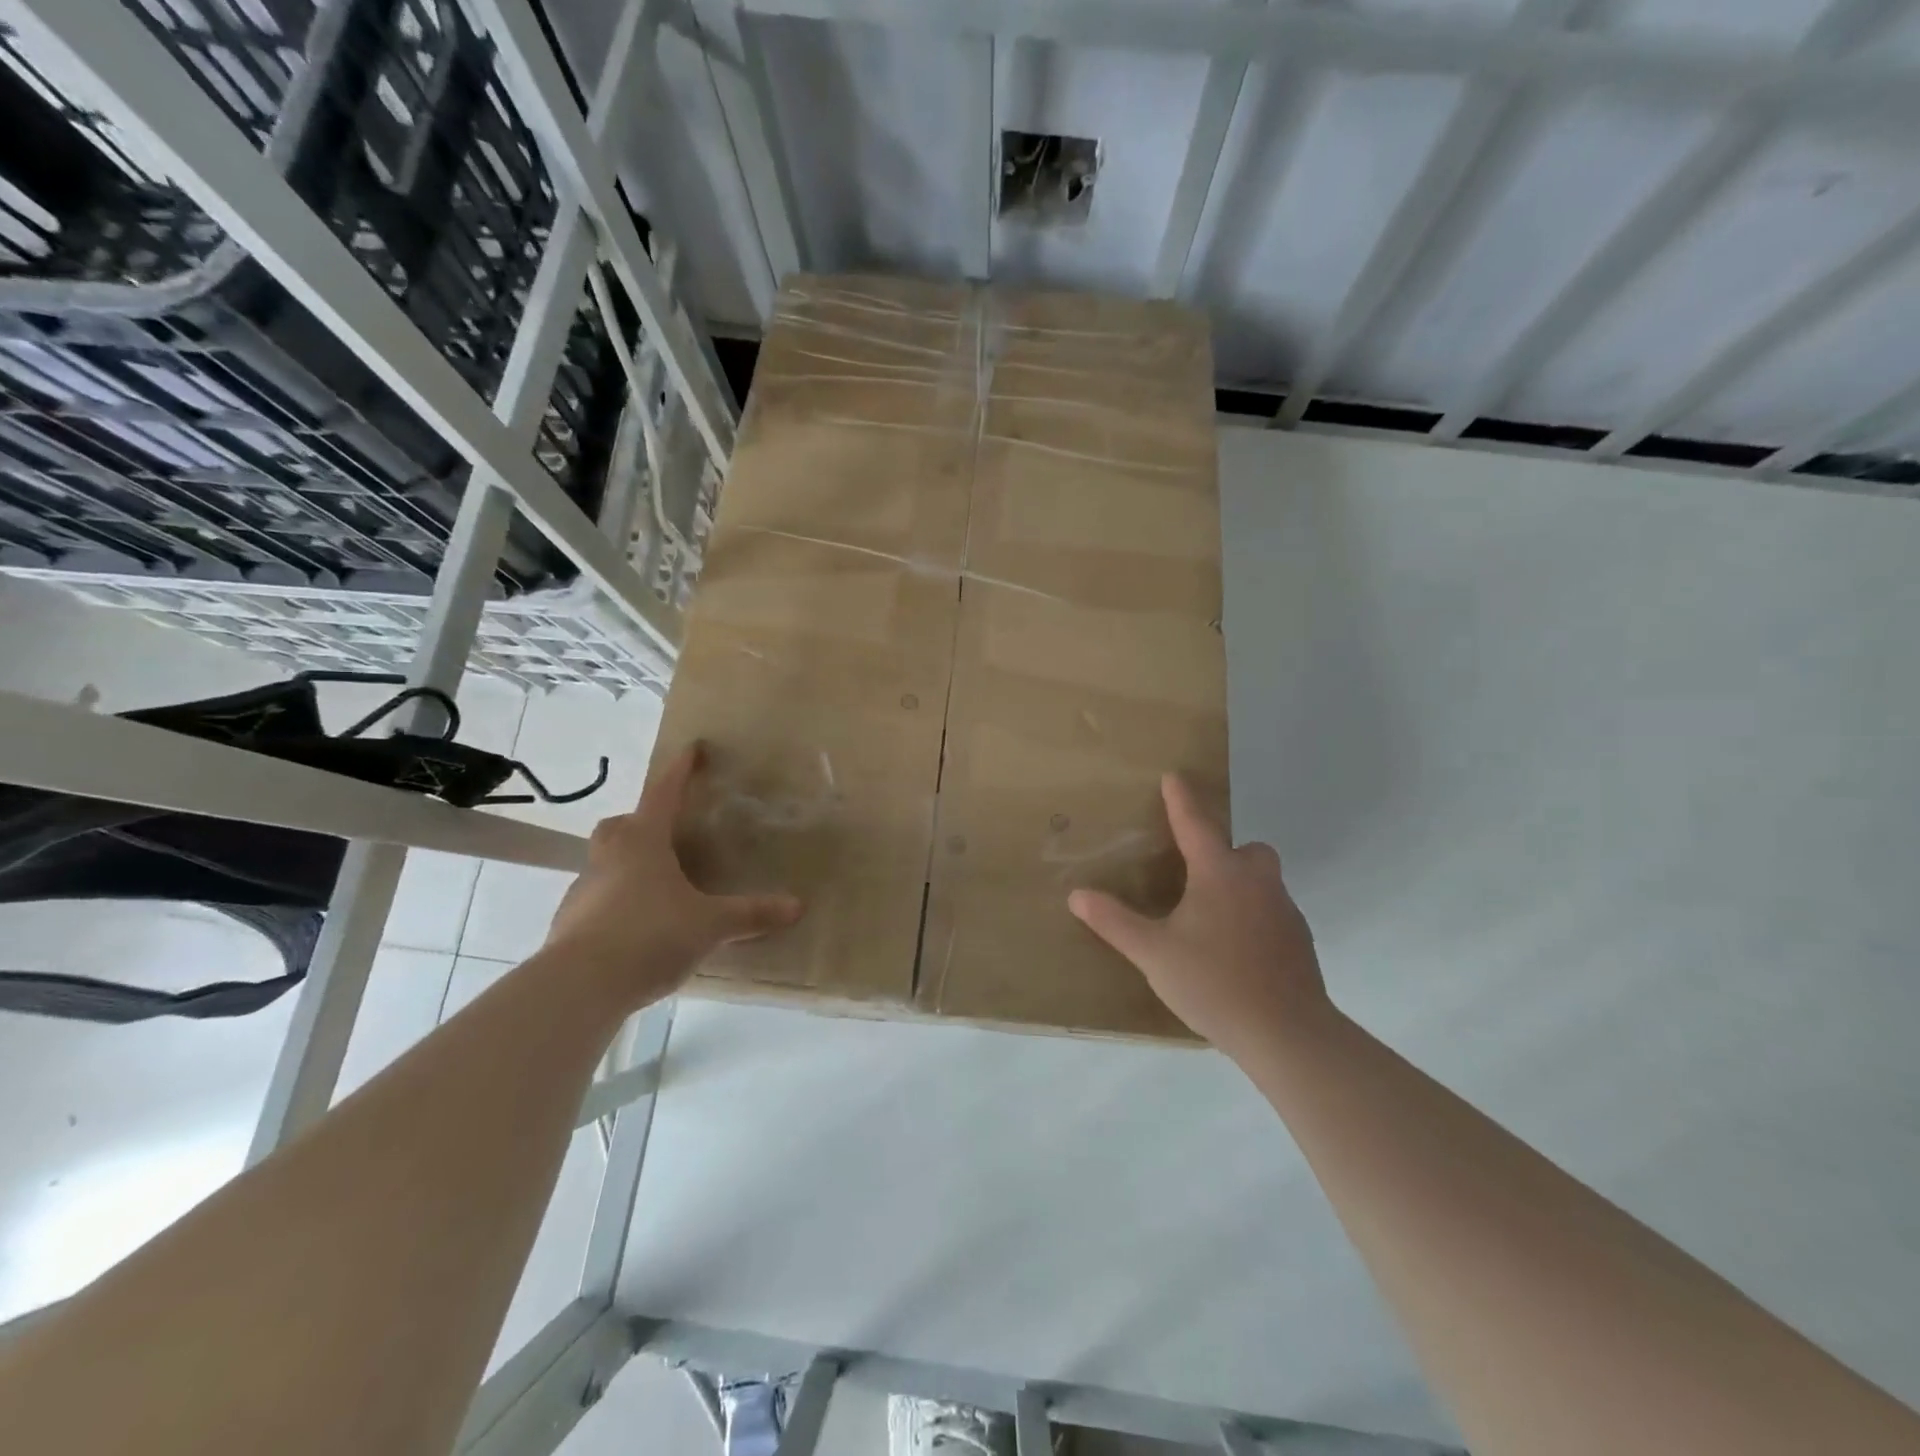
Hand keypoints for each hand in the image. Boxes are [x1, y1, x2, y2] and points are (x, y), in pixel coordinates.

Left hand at [542, 743, 801, 1008]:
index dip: (681, 771)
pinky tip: (638, 927)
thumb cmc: (650, 934)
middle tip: (666, 834)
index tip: (692, 749)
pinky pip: (597, 901)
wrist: (579, 986)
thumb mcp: (710, 925)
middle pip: (620, 825)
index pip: (664, 794)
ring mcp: (583, 890)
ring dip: (627, 864)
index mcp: (643, 842)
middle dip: (640, 822)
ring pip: (605, 862)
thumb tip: (797, 907)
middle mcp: (609, 857)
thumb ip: (751, 914)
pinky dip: (617, 903)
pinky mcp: (569, 924)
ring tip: (659, 886)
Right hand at [1068, 775, 1330, 1061]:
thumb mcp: (1153, 953)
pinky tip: (1236, 949)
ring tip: (1211, 917)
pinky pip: (1273, 911)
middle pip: (1247, 849)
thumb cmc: (1214, 983)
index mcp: (1220, 875)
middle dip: (1225, 849)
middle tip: (1197, 872)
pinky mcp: (1299, 941)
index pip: (1196, 824)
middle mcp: (1257, 882)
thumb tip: (1077, 895)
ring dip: (1240, 884)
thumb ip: (1115, 922)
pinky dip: (1254, 916)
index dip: (1181, 799)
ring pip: (1263, 881)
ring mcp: (1284, 911)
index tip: (1174, 776)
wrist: (1287, 1033)